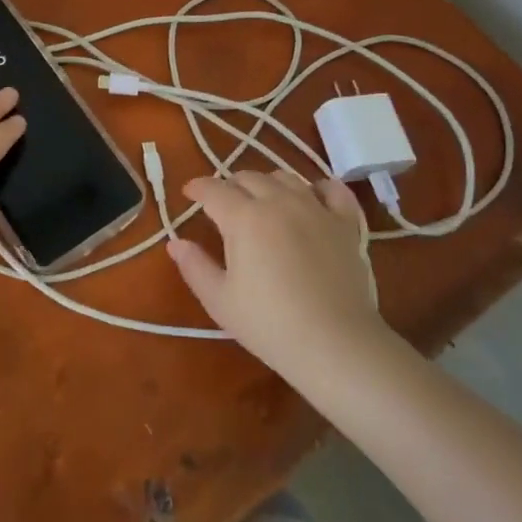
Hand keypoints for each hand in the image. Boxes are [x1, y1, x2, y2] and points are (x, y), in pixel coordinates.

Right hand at [169, 170, 382, 370]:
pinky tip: (312, 196)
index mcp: (244, 217)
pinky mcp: (346, 223)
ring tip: (262, 200)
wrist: (336, 344)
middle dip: (229, 185)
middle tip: (222, 203)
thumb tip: (176, 243)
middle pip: (248, 178)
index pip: (213, 190)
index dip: (197, 188)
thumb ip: (195, 267)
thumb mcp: (220, 301)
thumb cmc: (270, 324)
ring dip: (267, 183)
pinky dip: (318, 187)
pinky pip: (333, 190)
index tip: (189, 193)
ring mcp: (316, 209)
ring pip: (286, 177)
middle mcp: (279, 202)